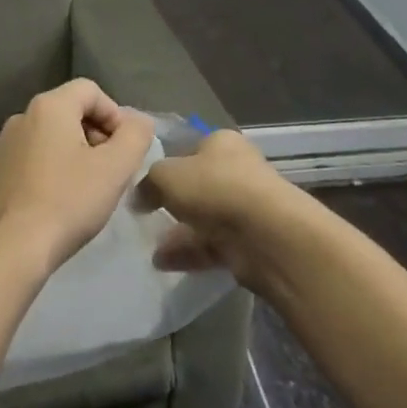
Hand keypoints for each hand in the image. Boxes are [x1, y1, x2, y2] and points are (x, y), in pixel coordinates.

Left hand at [0, 79, 153, 279]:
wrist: (13, 249)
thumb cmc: (68, 202)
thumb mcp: (115, 168)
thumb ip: (135, 136)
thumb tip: (139, 120)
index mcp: (48, 106)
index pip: (91, 90)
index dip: (115, 115)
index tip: (124, 150)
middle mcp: (22, 116)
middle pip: (71, 111)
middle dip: (97, 135)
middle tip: (112, 170)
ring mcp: (5, 144)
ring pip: (52, 135)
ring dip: (77, 153)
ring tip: (90, 188)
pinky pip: (34, 157)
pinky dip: (54, 168)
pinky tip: (62, 200)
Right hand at [142, 129, 301, 287]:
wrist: (267, 236)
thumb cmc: (214, 188)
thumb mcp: (166, 175)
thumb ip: (148, 182)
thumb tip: (139, 196)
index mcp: (222, 143)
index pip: (189, 149)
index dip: (166, 166)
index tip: (144, 185)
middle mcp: (237, 171)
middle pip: (197, 186)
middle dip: (172, 203)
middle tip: (145, 217)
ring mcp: (246, 208)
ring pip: (204, 219)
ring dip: (178, 233)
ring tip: (149, 246)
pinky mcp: (249, 243)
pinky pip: (212, 246)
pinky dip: (189, 253)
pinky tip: (163, 263)